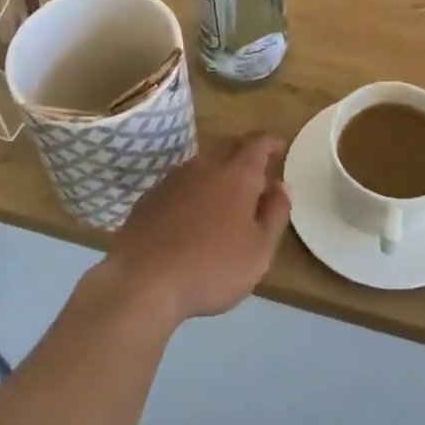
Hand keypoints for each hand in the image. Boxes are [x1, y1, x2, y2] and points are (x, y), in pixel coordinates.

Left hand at [101, 134, 290, 327]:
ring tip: (225, 195)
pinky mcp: (150, 197)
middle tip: (257, 172)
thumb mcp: (259, 250)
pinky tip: (192, 213)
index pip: (258, 142)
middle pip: (229, 145)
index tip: (280, 150)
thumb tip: (281, 186)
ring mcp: (173, 179)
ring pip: (203, 162)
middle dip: (245, 152)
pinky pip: (180, 181)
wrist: (142, 282)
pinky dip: (194, 188)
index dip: (271, 143)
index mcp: (237, 174)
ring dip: (218, 170)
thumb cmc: (211, 268)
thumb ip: (275, 214)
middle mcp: (205, 166)